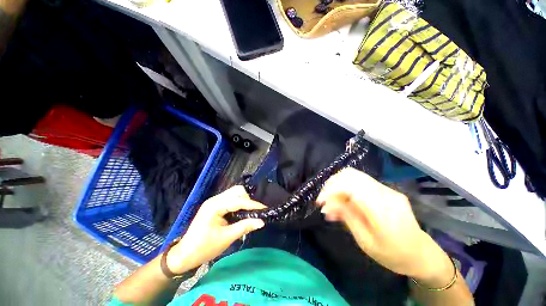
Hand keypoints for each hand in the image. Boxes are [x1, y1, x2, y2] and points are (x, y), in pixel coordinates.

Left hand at [166, 186, 265, 273]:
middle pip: (236, 191)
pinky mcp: (215, 205)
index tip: (265, 209)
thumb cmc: (204, 248)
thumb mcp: (227, 238)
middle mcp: (215, 199)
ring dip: (244, 200)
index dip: (253, 204)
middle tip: (254, 212)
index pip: (239, 201)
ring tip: (250, 212)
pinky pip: (230, 199)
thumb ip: (245, 226)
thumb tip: (261, 222)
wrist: (185, 255)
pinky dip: (238, 203)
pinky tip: (242, 212)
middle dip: (248, 199)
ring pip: (234, 193)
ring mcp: (214, 201)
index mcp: (215, 206)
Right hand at [317, 168, 451, 281]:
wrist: (423, 255)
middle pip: (350, 175)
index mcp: (382, 209)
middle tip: (324, 199)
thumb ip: (347, 218)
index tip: (320, 202)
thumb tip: (327, 204)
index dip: (331, 190)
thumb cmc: (394, 255)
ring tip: (330, 199)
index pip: (350, 186)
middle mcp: (385, 193)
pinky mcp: (386, 190)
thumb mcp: (366, 242)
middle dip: (332, 184)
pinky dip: (346, 187)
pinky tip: (342, 199)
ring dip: (338, 184)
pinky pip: (360, 182)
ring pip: (354, 175)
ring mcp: (387, 189)